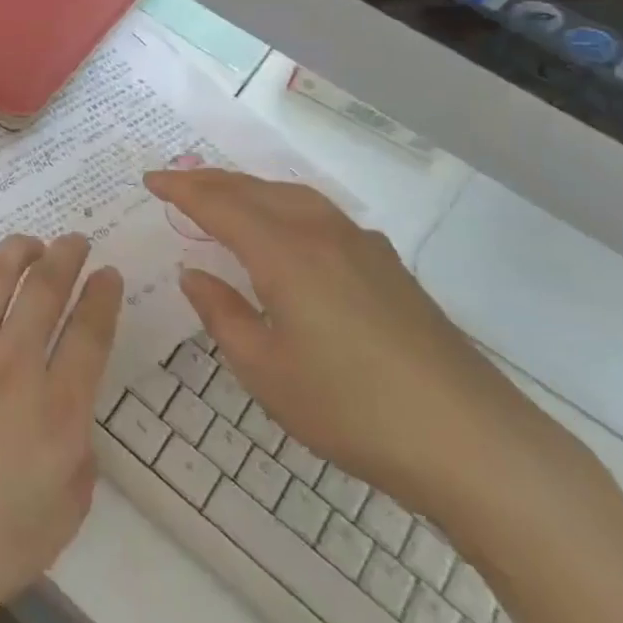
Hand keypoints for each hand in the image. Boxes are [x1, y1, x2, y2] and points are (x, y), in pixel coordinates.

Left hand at [0, 235, 122, 622]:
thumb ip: (79, 462)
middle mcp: (9, 364)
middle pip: (45, 289)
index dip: (103, 297)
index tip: (108, 273)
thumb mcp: (58, 522)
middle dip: (67, 256)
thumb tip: (71, 417)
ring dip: (15, 252)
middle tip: (74, 240)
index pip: (90, 333)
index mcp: (53, 409)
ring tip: (27, 243)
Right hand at [148, 168, 553, 517]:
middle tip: (177, 183)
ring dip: (250, 190)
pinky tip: (289, 233)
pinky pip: (321, 215)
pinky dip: (286, 207)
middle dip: (211, 181)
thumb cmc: (351, 409)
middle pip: (255, 190)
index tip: (149, 180)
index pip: (219, 204)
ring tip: (225, 197)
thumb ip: (222, 313)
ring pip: (292, 196)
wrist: (473, 442)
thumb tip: (193, 273)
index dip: (180, 189)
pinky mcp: (388, 266)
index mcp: (284, 252)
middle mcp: (321, 232)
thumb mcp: (265, 370)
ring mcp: (362, 245)